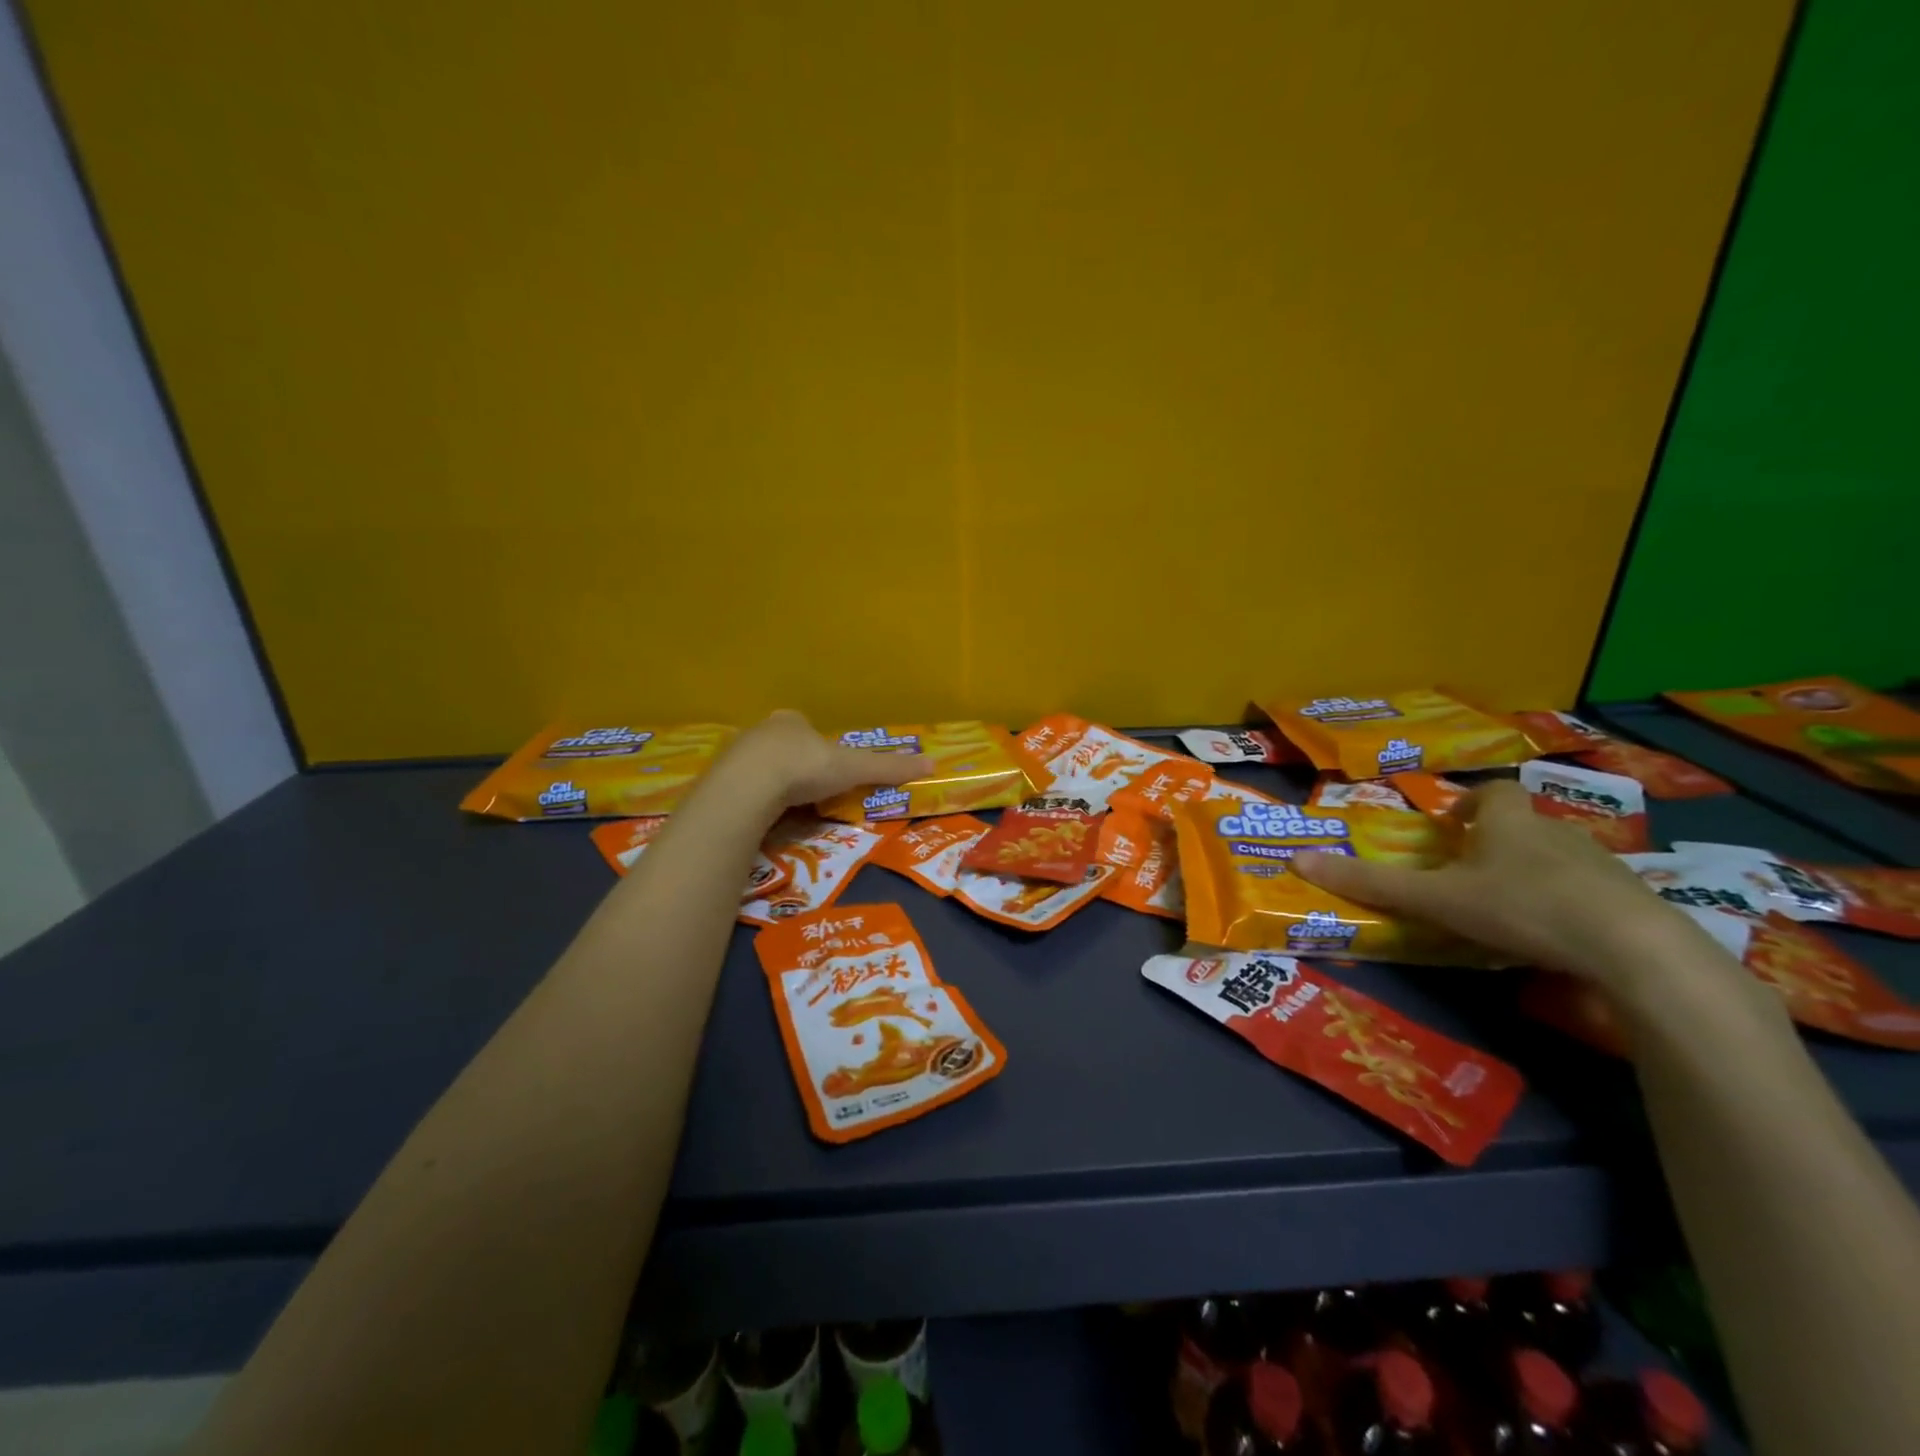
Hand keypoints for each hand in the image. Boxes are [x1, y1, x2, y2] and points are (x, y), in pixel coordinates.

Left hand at [720, 710, 931, 812]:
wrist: (748, 785)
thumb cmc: (805, 767)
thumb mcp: (854, 768)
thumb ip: (888, 767)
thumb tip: (933, 765)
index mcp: (792, 721)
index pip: (806, 728)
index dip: (817, 746)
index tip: (826, 767)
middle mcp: (762, 731)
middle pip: (781, 745)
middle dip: (793, 763)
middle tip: (806, 790)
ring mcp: (736, 754)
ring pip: (757, 766)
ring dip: (770, 782)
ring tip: (784, 808)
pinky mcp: (718, 779)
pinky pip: (739, 788)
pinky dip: (751, 799)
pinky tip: (760, 816)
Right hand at [1291, 780, 1691, 988]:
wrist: (1633, 948)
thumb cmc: (1522, 906)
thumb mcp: (1437, 898)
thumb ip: (1372, 883)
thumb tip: (1297, 859)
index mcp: (1509, 823)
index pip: (1492, 793)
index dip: (1472, 803)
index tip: (1453, 825)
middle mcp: (1556, 832)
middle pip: (1524, 825)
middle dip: (1498, 842)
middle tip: (1470, 872)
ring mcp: (1602, 866)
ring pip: (1559, 859)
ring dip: (1533, 873)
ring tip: (1510, 909)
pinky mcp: (1632, 901)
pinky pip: (1592, 893)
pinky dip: (1571, 905)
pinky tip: (1557, 938)